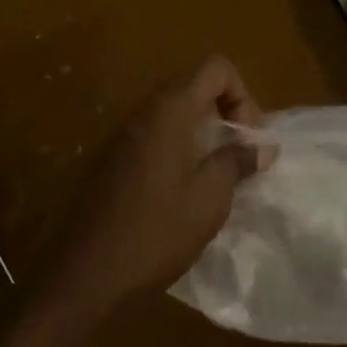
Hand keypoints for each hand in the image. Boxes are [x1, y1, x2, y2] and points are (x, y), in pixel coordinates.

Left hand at [48, 57, 264, 311]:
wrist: (85, 278)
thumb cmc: (156, 232)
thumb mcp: (210, 198)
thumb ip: (238, 161)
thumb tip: (262, 146)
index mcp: (169, 112)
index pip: (215, 68)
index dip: (242, 95)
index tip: (247, 138)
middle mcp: (142, 113)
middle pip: (193, 87)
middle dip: (224, 113)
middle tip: (239, 155)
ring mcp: (121, 137)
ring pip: (172, 114)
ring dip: (201, 134)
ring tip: (216, 176)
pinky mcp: (109, 162)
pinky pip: (152, 138)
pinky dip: (178, 150)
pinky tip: (183, 193)